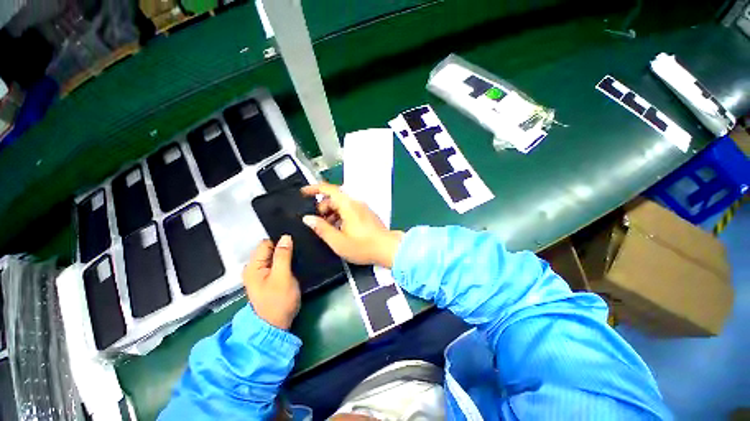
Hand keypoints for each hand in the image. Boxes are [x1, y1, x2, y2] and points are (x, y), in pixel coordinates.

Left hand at [242, 235, 300, 329]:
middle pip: (268, 251)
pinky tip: (288, 277)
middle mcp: (251, 268)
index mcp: (252, 265)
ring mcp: (256, 277)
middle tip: (294, 263)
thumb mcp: (283, 277)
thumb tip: (285, 237)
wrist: (275, 326)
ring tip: (292, 270)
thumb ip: (283, 256)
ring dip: (282, 263)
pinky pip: (272, 270)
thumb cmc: (278, 302)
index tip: (292, 255)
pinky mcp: (263, 284)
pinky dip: (280, 271)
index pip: (266, 243)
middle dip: (281, 255)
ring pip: (271, 261)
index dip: (280, 246)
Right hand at [301, 183, 402, 267]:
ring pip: (341, 206)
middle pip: (334, 198)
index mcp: (348, 205)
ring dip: (331, 214)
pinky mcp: (366, 215)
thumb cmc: (365, 247)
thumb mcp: (337, 241)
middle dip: (322, 208)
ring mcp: (362, 209)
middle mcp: (356, 203)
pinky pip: (348, 211)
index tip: (303, 192)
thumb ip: (321, 228)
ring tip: (328, 231)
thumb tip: (308, 219)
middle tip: (316, 223)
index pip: (328, 189)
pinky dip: (340, 218)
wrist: (388, 250)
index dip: (314, 188)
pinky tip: (339, 232)